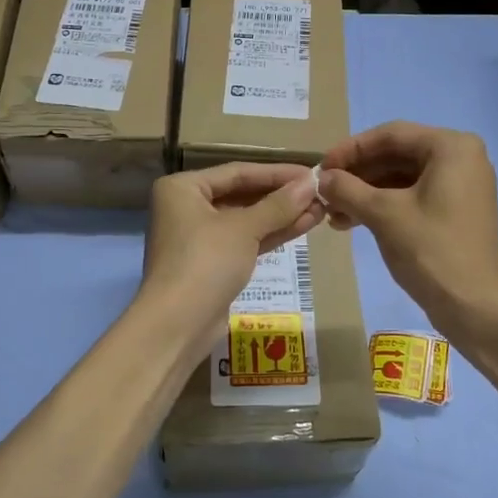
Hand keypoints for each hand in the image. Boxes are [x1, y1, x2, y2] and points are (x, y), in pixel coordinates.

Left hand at [141, 163, 325, 336]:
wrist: (177, 325)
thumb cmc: (205, 263)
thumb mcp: (243, 229)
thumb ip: (278, 205)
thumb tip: (311, 183)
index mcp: (183, 188)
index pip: (238, 172)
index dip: (277, 172)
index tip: (312, 173)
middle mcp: (187, 208)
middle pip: (242, 194)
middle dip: (281, 196)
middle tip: (320, 193)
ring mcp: (200, 238)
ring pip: (246, 220)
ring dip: (281, 215)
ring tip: (320, 209)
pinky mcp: (213, 263)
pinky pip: (245, 240)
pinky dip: (271, 234)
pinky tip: (304, 226)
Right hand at [320, 122, 497, 336]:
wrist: (474, 306)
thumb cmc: (430, 250)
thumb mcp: (383, 214)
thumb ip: (347, 189)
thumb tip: (321, 178)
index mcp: (451, 147)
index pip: (390, 135)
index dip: (351, 149)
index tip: (321, 167)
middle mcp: (461, 159)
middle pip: (396, 155)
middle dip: (357, 174)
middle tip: (324, 191)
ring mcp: (460, 186)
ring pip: (401, 178)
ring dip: (365, 193)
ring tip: (331, 212)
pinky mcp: (455, 211)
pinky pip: (412, 197)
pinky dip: (382, 206)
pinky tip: (351, 222)